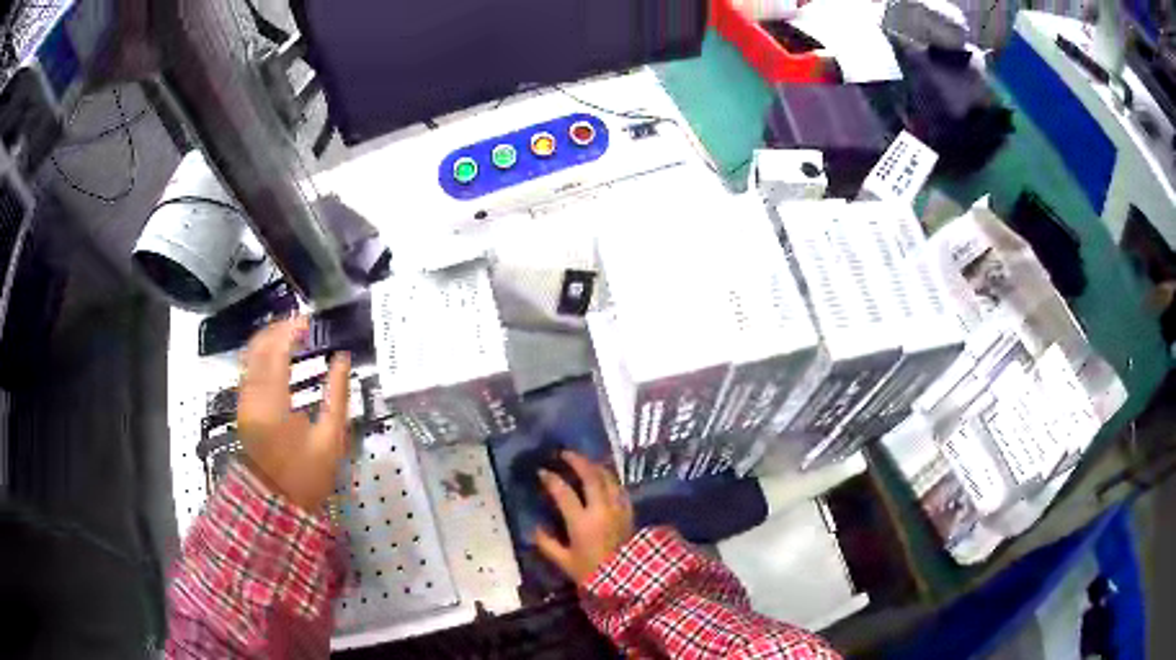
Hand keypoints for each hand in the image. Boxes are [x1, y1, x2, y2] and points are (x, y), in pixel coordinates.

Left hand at [237, 317, 351, 512]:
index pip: (277, 352)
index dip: (291, 330)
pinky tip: (278, 357)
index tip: (309, 321)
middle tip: (301, 324)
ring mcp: (243, 402)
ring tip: (291, 336)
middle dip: (278, 329)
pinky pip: (247, 369)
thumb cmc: (307, 475)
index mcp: (274, 405)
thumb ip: (337, 395)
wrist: (277, 503)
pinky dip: (261, 355)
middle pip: (258, 348)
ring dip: (268, 340)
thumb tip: (343, 359)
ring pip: (249, 356)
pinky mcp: (241, 408)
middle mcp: (252, 397)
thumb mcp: (330, 439)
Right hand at [535, 451, 634, 583]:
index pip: (564, 492)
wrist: (627, 581)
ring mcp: (618, 509)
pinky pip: (620, 488)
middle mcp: (601, 510)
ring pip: (609, 478)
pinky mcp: (629, 512)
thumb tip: (534, 528)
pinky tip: (604, 478)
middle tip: (565, 454)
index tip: (542, 472)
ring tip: (584, 461)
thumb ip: (547, 544)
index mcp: (582, 522)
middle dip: (577, 461)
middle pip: (591, 476)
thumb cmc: (592, 573)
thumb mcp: (564, 562)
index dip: (551, 479)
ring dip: (595, 466)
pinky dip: (610, 479)